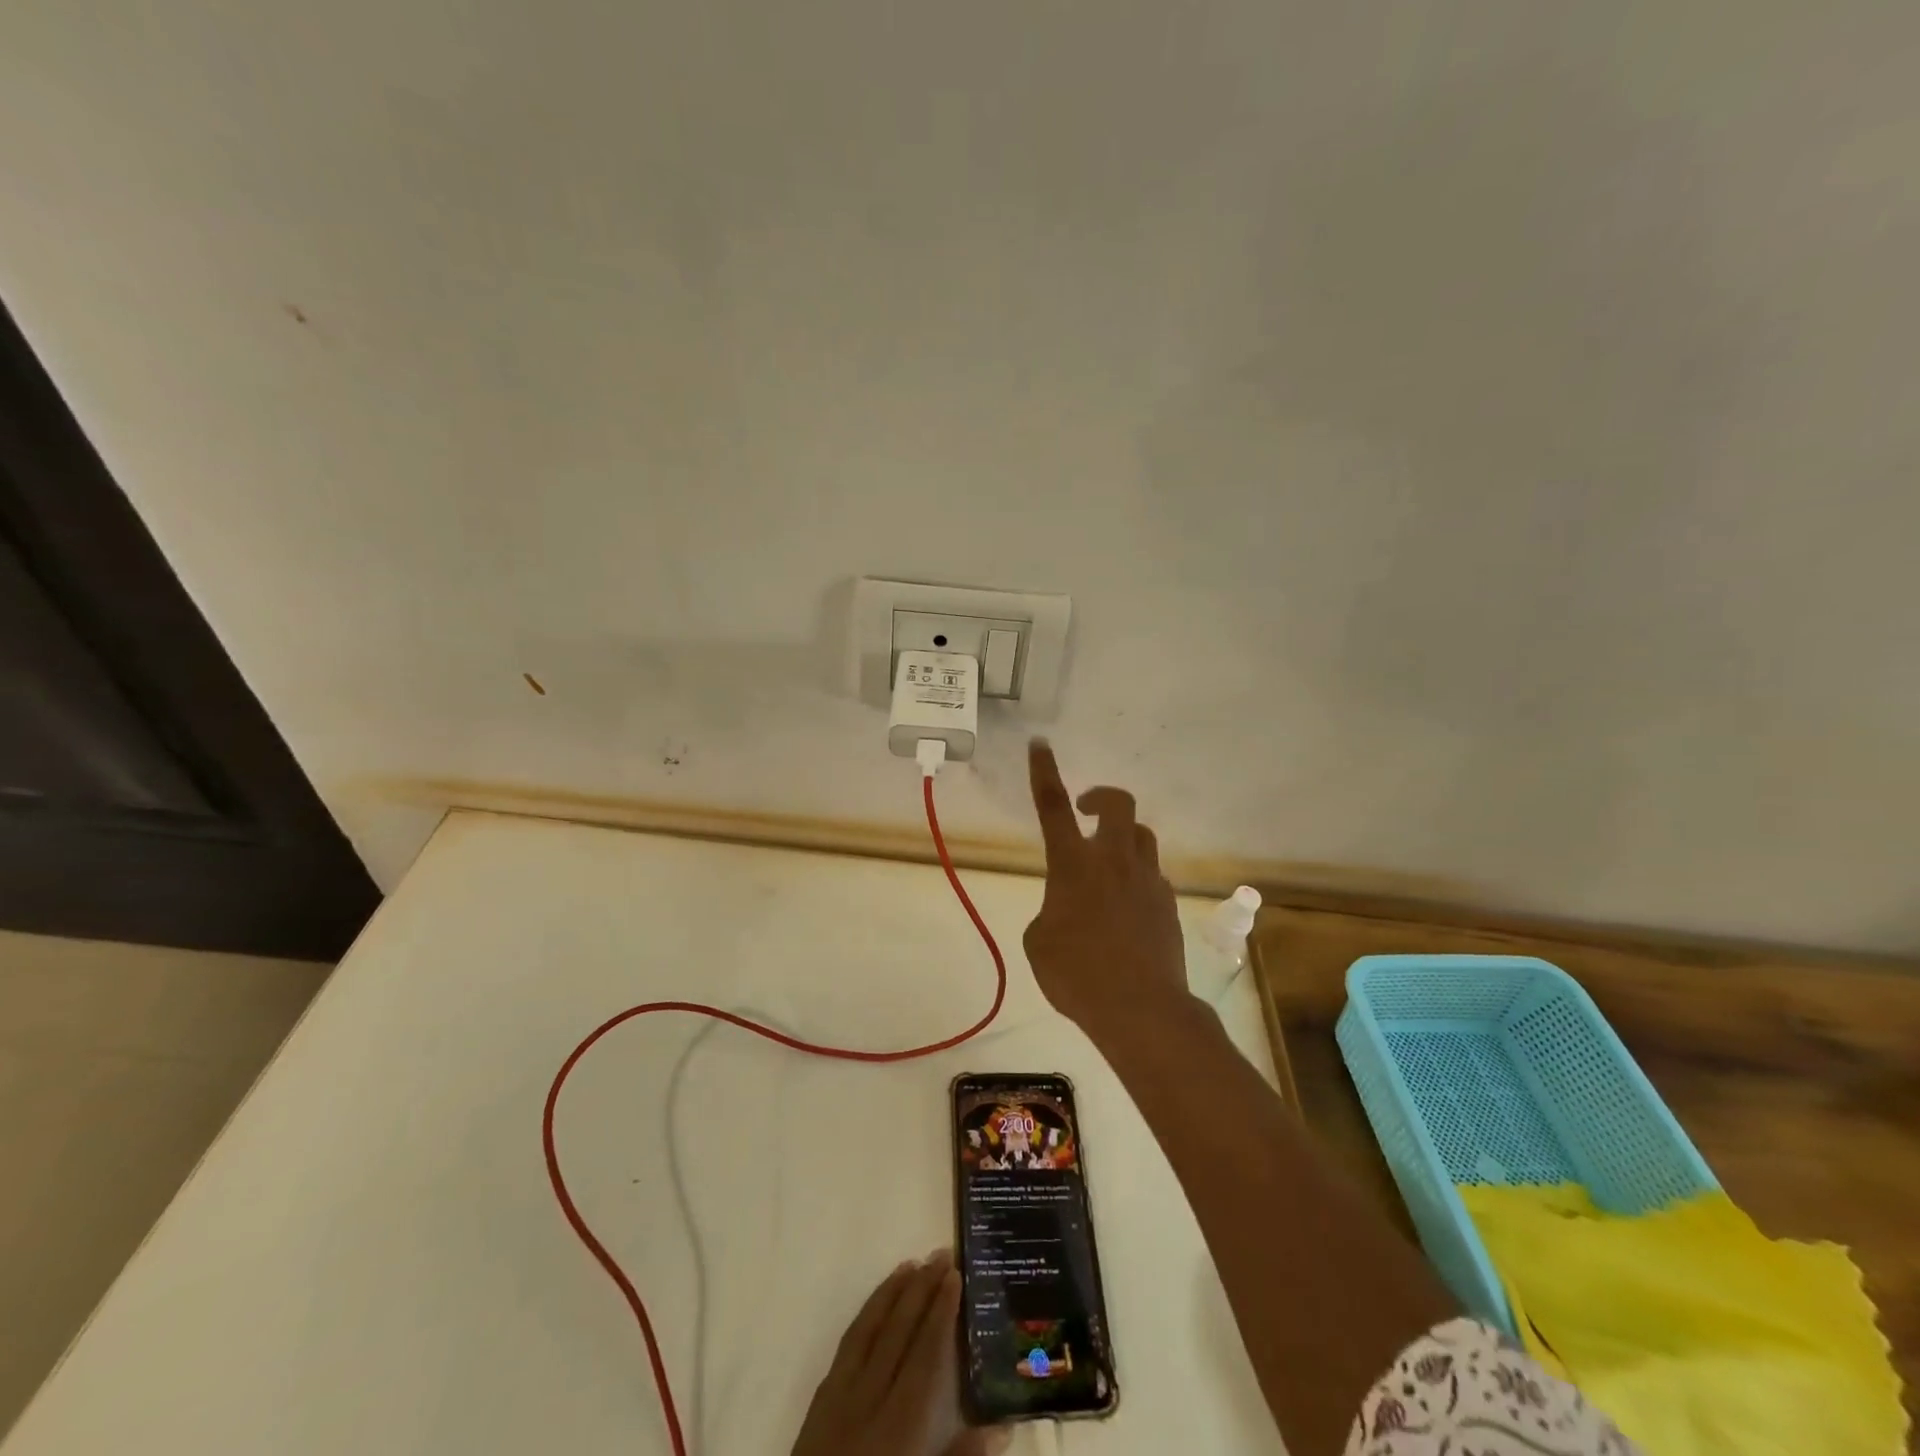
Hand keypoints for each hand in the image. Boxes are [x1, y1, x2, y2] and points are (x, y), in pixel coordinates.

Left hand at [790, 1252, 1005, 1455]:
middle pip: (898, 1331)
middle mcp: (869, 1399)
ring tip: (910, 1264)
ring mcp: (839, 1396)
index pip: (925, 1352)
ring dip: (890, 1293)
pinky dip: (864, 1317)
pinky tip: (874, 1306)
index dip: (941, 1310)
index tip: (955, 1273)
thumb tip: (1004, 1425)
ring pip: (868, 1329)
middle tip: (940, 1253)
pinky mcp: (819, 1402)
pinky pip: (845, 1345)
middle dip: (921, 1289)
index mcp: (900, 1424)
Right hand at [1024, 740, 1191, 1045]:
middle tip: (1086, 811)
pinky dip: (1137, 880)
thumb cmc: (1076, 974)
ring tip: (1106, 867)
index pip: (1053, 806)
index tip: (1040, 744)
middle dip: (1101, 796)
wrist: (1140, 1009)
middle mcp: (1113, 860)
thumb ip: (1051, 912)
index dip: (1044, 771)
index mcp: (1073, 864)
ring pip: (1141, 836)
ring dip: (1121, 839)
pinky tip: (1126, 911)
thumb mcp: (1039, 942)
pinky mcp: (1168, 903)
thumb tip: (1068, 909)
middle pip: (1118, 803)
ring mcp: (1147, 880)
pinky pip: (1151, 876)